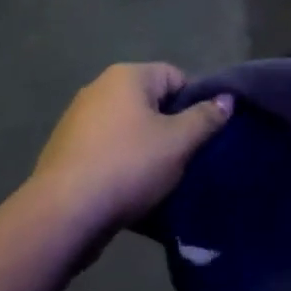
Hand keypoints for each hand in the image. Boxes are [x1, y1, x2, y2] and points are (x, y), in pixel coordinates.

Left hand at [32, 64, 232, 229]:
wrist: (63, 214)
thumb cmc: (128, 166)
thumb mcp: (178, 143)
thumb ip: (206, 118)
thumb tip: (227, 98)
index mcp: (127, 76)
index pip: (175, 77)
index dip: (194, 104)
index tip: (201, 135)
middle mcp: (99, 88)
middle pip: (150, 102)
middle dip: (169, 128)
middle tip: (183, 158)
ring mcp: (77, 119)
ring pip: (128, 128)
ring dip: (145, 148)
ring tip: (158, 179)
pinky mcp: (65, 150)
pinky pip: (106, 149)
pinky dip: (120, 164)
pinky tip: (128, 190)